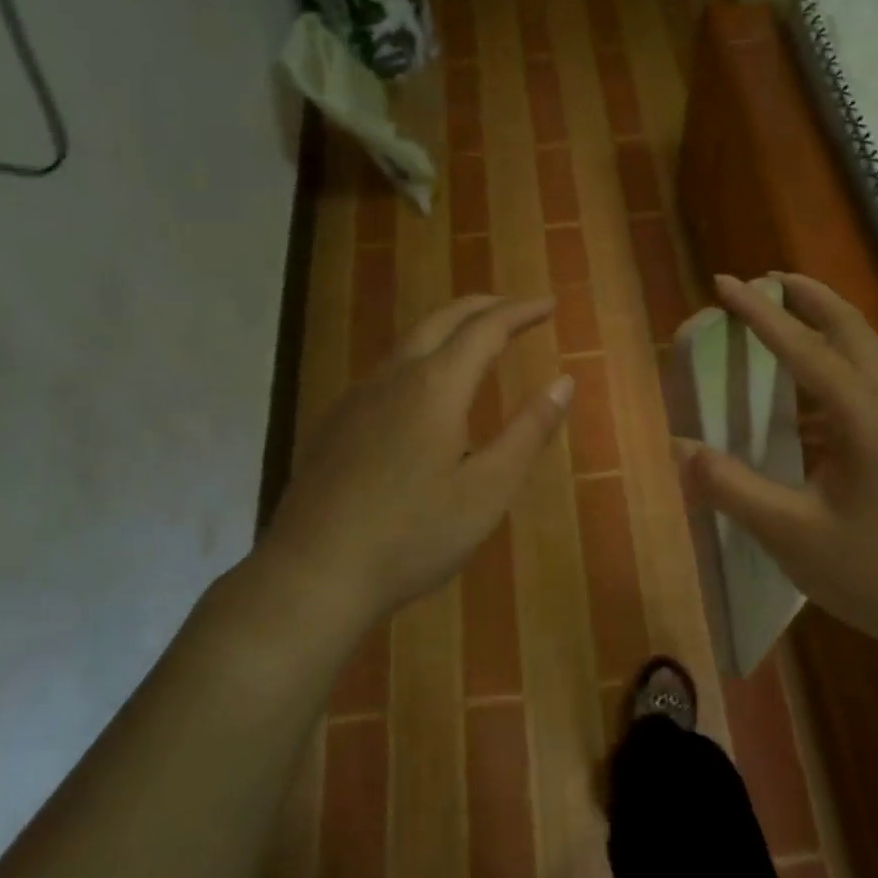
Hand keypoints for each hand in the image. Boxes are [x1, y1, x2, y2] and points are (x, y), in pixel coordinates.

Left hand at [257, 294, 571, 629]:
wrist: (313, 573)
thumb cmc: (412, 535)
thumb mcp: (488, 490)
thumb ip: (528, 432)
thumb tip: (564, 382)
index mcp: (436, 386)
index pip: (487, 328)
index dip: (521, 312)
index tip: (550, 304)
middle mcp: (394, 377)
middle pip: (442, 319)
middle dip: (483, 306)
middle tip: (517, 309)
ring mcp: (358, 398)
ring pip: (409, 341)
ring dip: (449, 329)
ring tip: (477, 342)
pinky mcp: (336, 423)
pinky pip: (387, 371)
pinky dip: (421, 357)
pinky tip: (424, 394)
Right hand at [677, 274, 877, 663]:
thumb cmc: (876, 574)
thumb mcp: (791, 535)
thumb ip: (731, 488)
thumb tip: (678, 448)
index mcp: (864, 416)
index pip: (803, 346)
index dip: (759, 313)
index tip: (724, 281)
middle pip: (849, 327)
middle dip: (806, 297)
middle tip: (764, 282)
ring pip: (865, 351)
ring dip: (824, 326)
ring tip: (783, 322)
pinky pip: (868, 383)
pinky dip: (834, 367)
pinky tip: (805, 402)